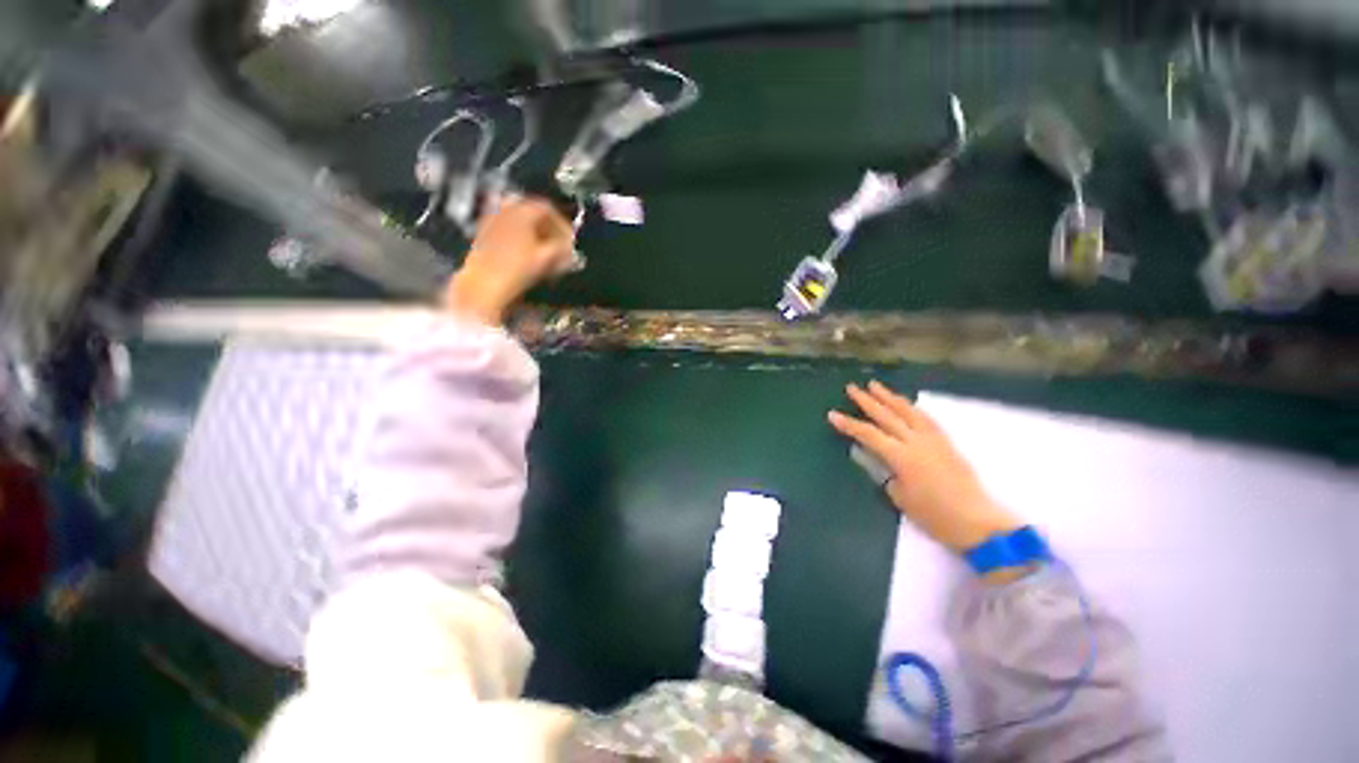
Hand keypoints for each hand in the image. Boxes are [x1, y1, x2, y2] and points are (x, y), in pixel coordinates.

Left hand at [443, 196, 575, 324]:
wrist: (482, 285)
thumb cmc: (515, 270)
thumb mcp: (545, 259)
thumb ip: (561, 249)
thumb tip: (570, 247)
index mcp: (521, 211)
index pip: (547, 209)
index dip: (562, 224)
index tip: (570, 240)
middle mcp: (505, 211)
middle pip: (532, 213)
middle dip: (549, 229)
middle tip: (560, 246)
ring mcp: (492, 222)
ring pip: (520, 222)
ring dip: (535, 234)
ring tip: (545, 252)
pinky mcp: (484, 235)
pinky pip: (508, 230)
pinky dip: (521, 238)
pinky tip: (527, 255)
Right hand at [828, 381, 1022, 553]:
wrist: (977, 522)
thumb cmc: (934, 515)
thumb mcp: (901, 498)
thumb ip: (888, 475)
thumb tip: (883, 464)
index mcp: (901, 456)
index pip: (868, 434)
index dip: (849, 424)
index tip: (832, 414)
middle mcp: (916, 442)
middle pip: (887, 416)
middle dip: (867, 400)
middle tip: (852, 387)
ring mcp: (933, 440)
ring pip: (908, 411)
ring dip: (889, 397)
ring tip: (876, 386)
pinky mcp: (946, 443)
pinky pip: (925, 418)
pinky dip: (912, 408)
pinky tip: (906, 405)